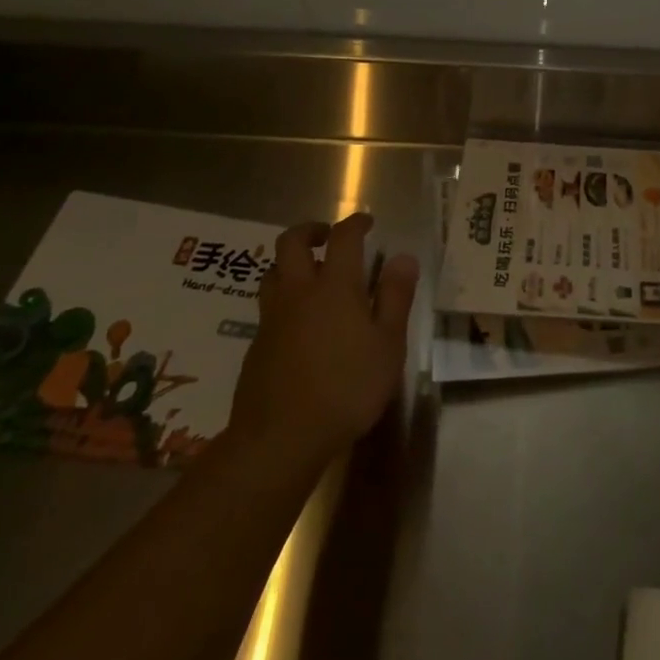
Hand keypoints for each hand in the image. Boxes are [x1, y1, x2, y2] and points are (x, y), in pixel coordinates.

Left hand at [227, 212, 418, 469]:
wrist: (280, 438)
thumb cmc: (347, 387)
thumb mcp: (388, 344)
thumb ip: (395, 297)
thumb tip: (403, 257)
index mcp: (335, 286)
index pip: (343, 237)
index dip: (355, 223)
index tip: (367, 222)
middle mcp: (299, 292)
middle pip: (291, 243)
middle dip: (310, 231)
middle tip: (328, 236)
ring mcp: (272, 318)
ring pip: (272, 272)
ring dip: (290, 263)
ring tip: (310, 275)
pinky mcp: (256, 345)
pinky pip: (268, 307)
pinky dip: (284, 299)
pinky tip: (300, 323)